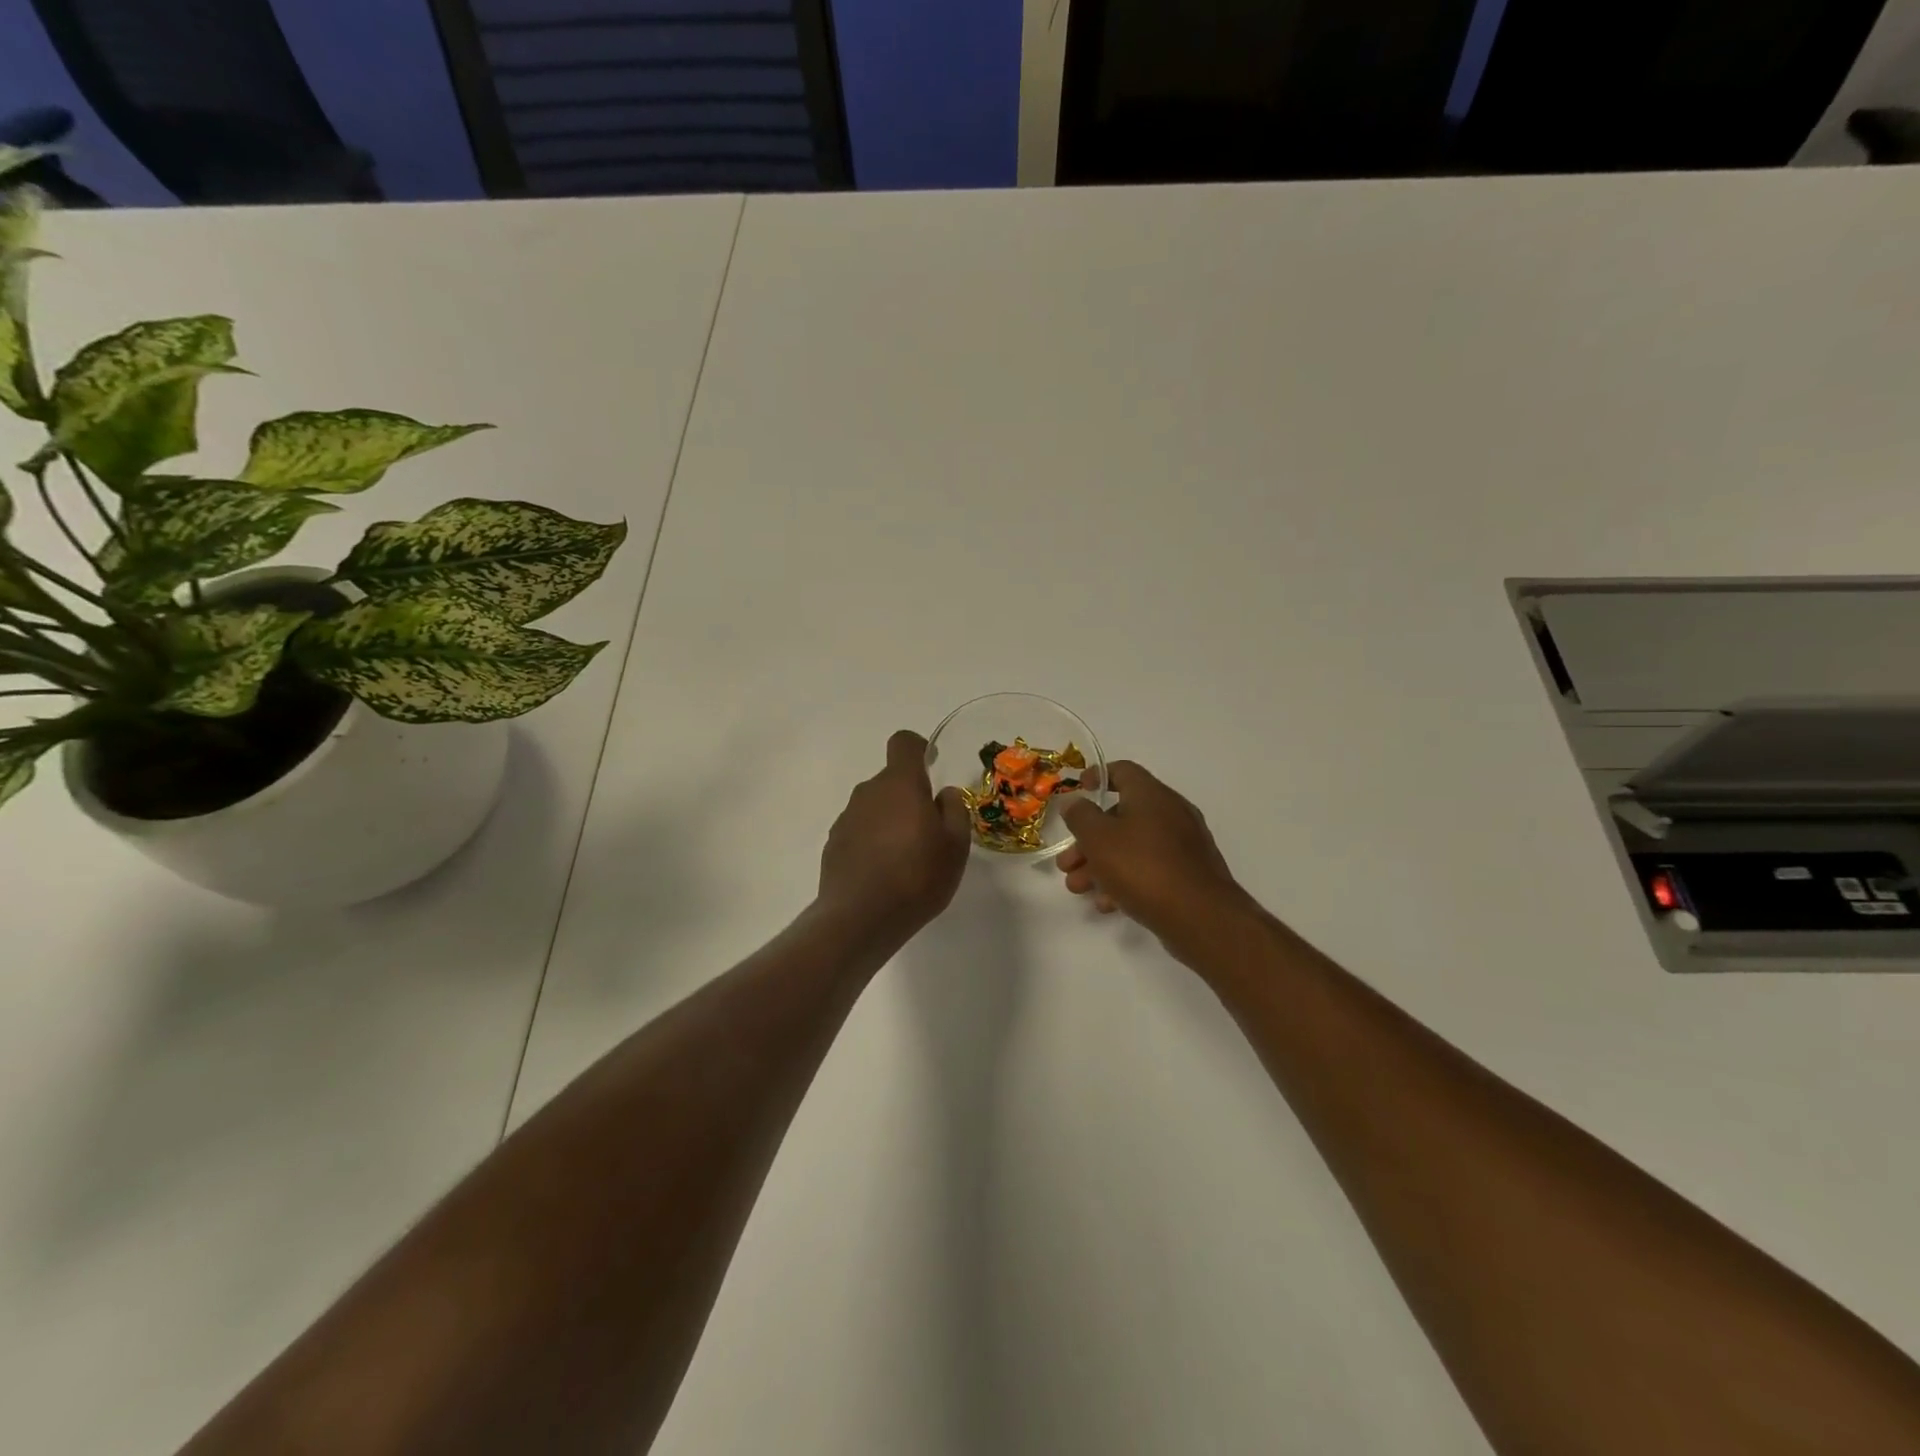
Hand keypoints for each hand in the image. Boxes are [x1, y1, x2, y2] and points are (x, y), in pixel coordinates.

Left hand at [817, 730, 971, 938]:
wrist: (861, 918)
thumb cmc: (917, 876)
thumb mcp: (955, 845)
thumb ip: (954, 811)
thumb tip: (943, 794)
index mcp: (900, 784)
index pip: (904, 743)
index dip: (919, 748)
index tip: (931, 765)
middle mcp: (868, 792)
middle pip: (891, 780)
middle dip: (910, 796)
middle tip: (930, 831)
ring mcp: (846, 818)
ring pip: (874, 807)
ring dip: (890, 821)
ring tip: (907, 858)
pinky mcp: (833, 845)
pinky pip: (859, 831)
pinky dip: (872, 842)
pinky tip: (884, 874)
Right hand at [1058, 761, 1255, 951]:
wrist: (1200, 917)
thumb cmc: (1142, 867)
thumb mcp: (1098, 838)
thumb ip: (1080, 816)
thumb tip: (1074, 802)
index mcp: (1151, 795)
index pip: (1123, 771)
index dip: (1098, 776)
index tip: (1079, 789)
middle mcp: (1171, 813)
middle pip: (1121, 817)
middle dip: (1088, 840)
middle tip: (1066, 863)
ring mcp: (1184, 845)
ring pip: (1133, 846)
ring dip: (1101, 864)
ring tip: (1078, 888)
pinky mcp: (1189, 874)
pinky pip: (1150, 868)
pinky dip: (1126, 880)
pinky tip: (1107, 904)